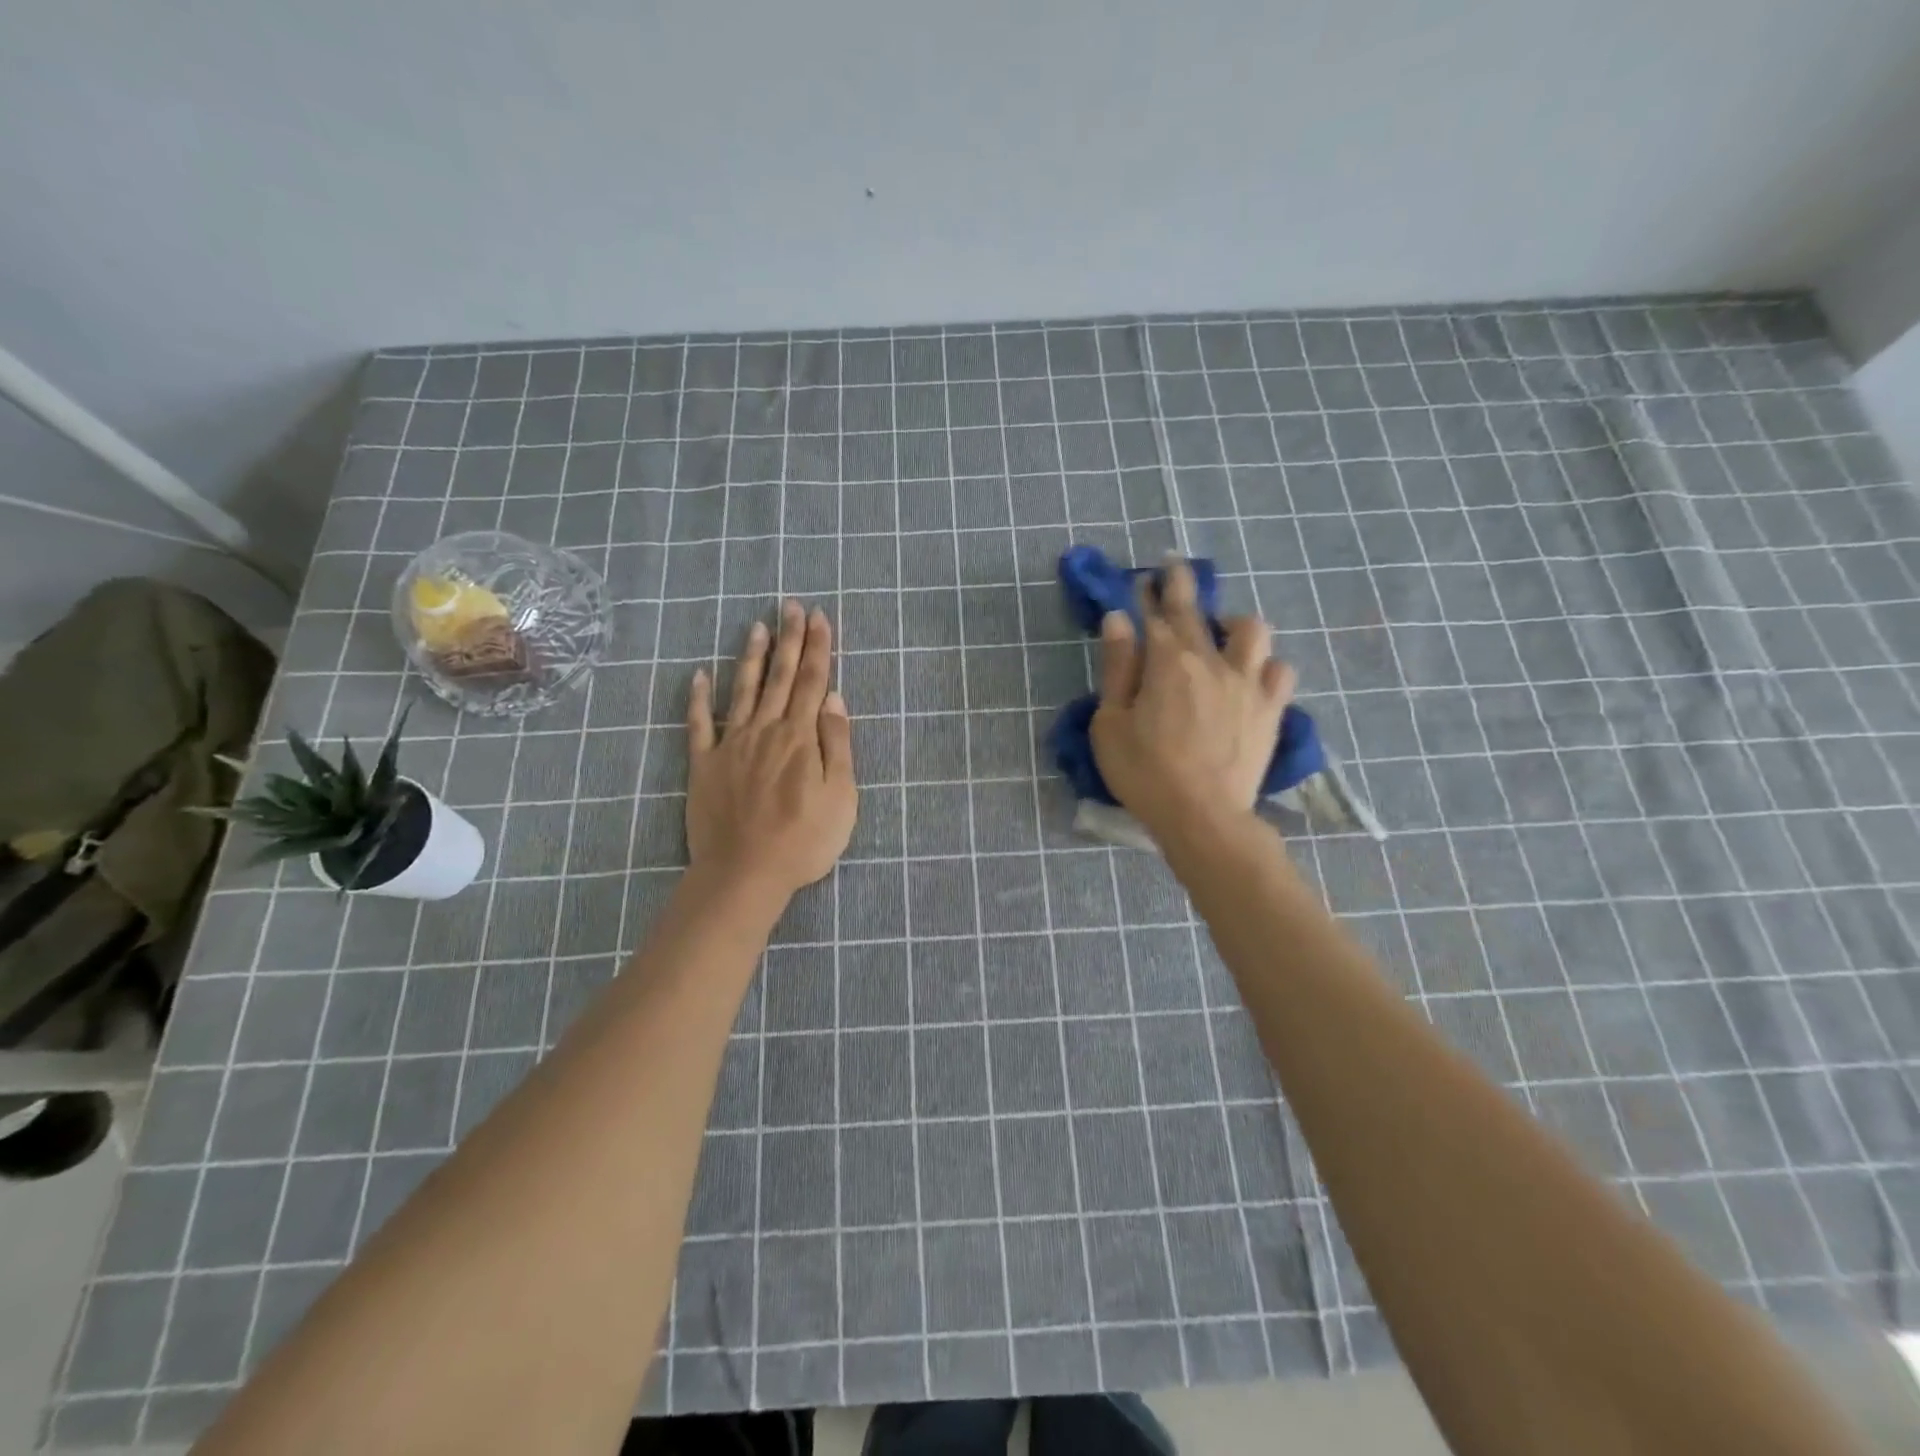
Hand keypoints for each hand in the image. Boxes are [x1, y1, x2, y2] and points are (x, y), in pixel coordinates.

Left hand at [686, 600, 857, 898]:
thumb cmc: (804, 840)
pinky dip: (698, 698)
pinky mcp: (704, 765)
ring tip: (757, 626)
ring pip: (743, 690)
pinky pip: (699, 725)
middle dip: (789, 639)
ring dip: (752, 657)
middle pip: (780, 677)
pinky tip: (699, 675)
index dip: (817, 647)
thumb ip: (838, 744)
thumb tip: (834, 699)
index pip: (813, 681)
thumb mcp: (841, 796)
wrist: (745, 873)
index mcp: (801, 737)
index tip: (819, 617)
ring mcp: (731, 745)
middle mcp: (766, 730)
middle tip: (791, 606)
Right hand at [1089, 558, 1295, 845]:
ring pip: (1251, 631)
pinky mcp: (1270, 709)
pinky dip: (1267, 666)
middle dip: (1181, 585)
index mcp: (1166, 662)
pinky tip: (1255, 674)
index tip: (1142, 578)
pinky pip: (1281, 671)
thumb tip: (1118, 620)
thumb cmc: (1144, 772)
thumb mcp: (1110, 722)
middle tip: (1173, 566)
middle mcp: (1210, 661)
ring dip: (1234, 623)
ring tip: (1223, 630)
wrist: (1202, 815)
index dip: (1147, 593)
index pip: (1154, 615)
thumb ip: (1117, 668)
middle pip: (1195, 611)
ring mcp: (1246, 683)